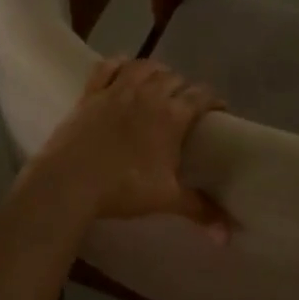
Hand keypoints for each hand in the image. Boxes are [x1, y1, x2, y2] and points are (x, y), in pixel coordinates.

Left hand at [30, 59, 229, 238]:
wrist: (70, 180)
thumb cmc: (123, 188)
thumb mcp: (166, 199)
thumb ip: (200, 210)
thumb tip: (228, 235)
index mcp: (172, 115)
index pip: (201, 96)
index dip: (213, 101)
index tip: (218, 112)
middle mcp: (148, 94)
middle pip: (174, 78)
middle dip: (184, 88)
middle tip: (185, 106)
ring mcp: (116, 90)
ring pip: (144, 67)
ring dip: (156, 72)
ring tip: (159, 83)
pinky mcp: (91, 93)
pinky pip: (107, 66)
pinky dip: (119, 64)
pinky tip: (123, 69)